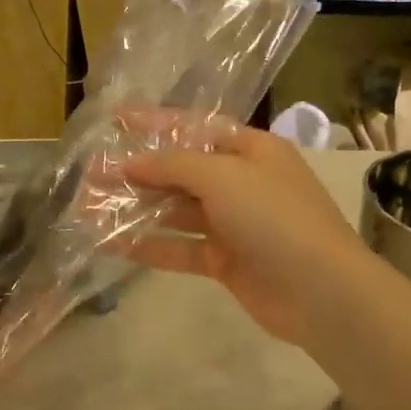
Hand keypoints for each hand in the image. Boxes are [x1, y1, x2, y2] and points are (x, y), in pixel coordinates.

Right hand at [115, 112, 369, 350]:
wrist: (321, 291)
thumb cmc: (274, 217)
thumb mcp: (223, 177)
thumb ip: (173, 166)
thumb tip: (131, 163)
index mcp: (251, 149)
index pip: (194, 127)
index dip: (154, 122)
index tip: (115, 118)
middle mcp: (242, 182)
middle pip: (181, 171)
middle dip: (137, 171)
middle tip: (90, 173)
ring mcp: (235, 223)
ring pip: (177, 210)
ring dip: (136, 208)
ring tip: (89, 207)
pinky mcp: (227, 261)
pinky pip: (182, 247)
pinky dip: (150, 245)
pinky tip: (113, 244)